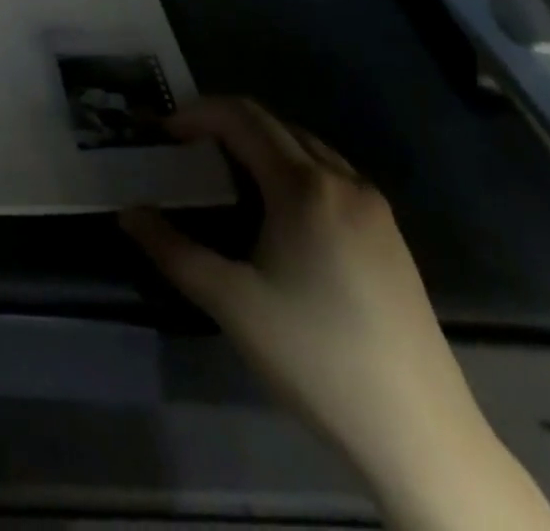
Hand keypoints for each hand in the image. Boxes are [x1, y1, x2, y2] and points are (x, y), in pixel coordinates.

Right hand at [121, 97, 549, 530]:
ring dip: (259, 141)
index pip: (240, 118)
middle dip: (222, 121)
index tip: (163, 133)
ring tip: (224, 170)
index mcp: (303, 187)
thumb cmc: (316, 356)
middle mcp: (342, 181)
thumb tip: (127, 213)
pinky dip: (291, 165)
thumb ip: (171, 250)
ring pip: (305, 144)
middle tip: (184, 145)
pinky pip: (330, 172)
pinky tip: (277, 208)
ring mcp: (373, 207)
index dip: (196, 114)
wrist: (421, 434)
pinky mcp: (390, 235)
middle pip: (273, 122)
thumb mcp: (230, 302)